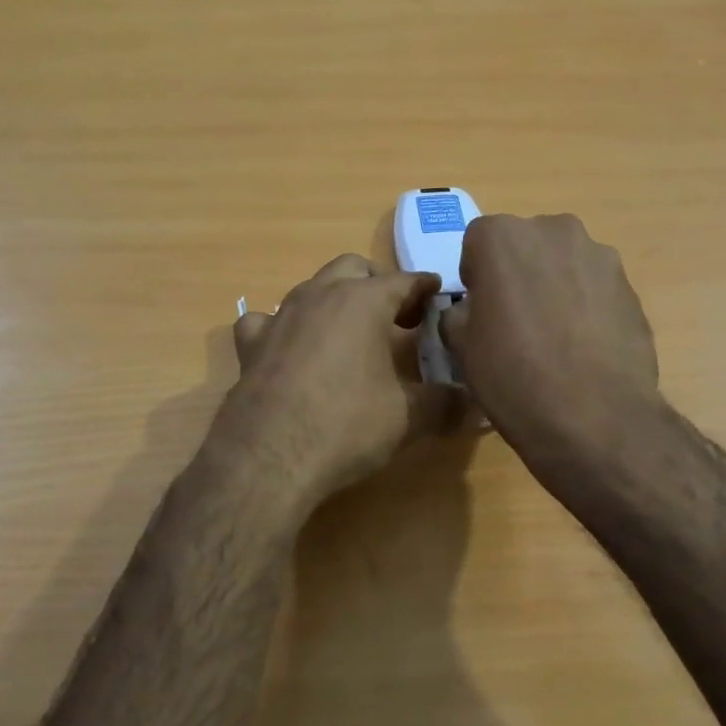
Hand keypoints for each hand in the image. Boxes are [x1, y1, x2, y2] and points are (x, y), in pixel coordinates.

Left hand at [221, 255, 462, 502]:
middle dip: (377, 284)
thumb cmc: (347, 425)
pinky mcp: (250, 344)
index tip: (439, 297)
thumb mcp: (408, 417)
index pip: (404, 280)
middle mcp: (319, 295)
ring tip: (348, 332)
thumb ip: (445, 404)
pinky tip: (289, 350)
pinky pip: (266, 320)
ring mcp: (279, 316)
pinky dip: (283, 328)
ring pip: (310, 287)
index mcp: (363, 301)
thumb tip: (475, 406)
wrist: (269, 457)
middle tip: (396, 316)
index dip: (426, 288)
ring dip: (333, 300)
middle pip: (353, 268)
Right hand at [440, 214, 661, 461]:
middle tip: (515, 322)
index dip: (477, 278)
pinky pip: (594, 288)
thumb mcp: (461, 345)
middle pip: (524, 246)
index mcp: (501, 236)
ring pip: (562, 264)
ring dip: (554, 287)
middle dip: (518, 274)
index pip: (477, 244)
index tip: (482, 312)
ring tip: (554, 338)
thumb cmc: (512, 374)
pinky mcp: (630, 285)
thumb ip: (460, 312)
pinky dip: (585, 306)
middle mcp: (553, 230)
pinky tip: (583, 348)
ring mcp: (598, 255)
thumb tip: (473, 310)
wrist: (594, 416)